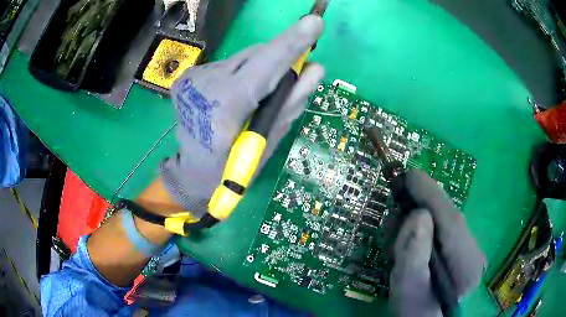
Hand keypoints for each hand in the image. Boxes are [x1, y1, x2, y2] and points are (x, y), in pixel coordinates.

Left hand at [161, 15, 324, 217]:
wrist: (192, 169)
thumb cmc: (233, 167)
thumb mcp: (267, 142)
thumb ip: (291, 102)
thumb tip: (315, 68)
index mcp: (223, 110)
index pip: (263, 67)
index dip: (290, 44)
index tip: (314, 22)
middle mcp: (204, 85)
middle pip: (254, 56)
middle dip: (278, 60)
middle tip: (291, 75)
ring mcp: (193, 78)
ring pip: (242, 58)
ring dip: (260, 69)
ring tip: (257, 94)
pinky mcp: (189, 75)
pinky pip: (229, 65)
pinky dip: (242, 74)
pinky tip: (236, 94)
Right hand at [389, 170, 485, 316]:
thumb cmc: (414, 310)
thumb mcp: (407, 287)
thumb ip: (413, 254)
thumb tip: (417, 215)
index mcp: (466, 265)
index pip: (451, 221)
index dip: (431, 195)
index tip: (409, 175)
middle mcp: (474, 253)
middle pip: (448, 219)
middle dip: (421, 208)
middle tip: (395, 212)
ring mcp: (470, 251)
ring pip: (445, 222)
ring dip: (421, 219)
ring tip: (398, 234)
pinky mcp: (463, 251)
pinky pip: (443, 230)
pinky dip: (425, 229)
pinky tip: (411, 241)